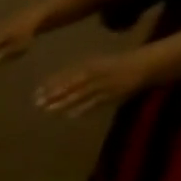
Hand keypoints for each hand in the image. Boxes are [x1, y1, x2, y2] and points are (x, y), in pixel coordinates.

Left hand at [33, 52, 149, 116]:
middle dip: (53, 94)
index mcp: (90, 64)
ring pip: (80, 94)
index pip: (66, 75)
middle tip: (37, 104)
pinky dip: (83, 109)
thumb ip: (80, 74)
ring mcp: (103, 84)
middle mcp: (94, 73)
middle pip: (70, 85)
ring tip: (48, 111)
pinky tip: (70, 116)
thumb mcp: (97, 65)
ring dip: (64, 103)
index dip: (50, 84)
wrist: (145, 65)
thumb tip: (58, 85)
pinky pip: (95, 103)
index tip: (35, 93)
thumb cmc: (118, 65)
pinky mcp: (112, 95)